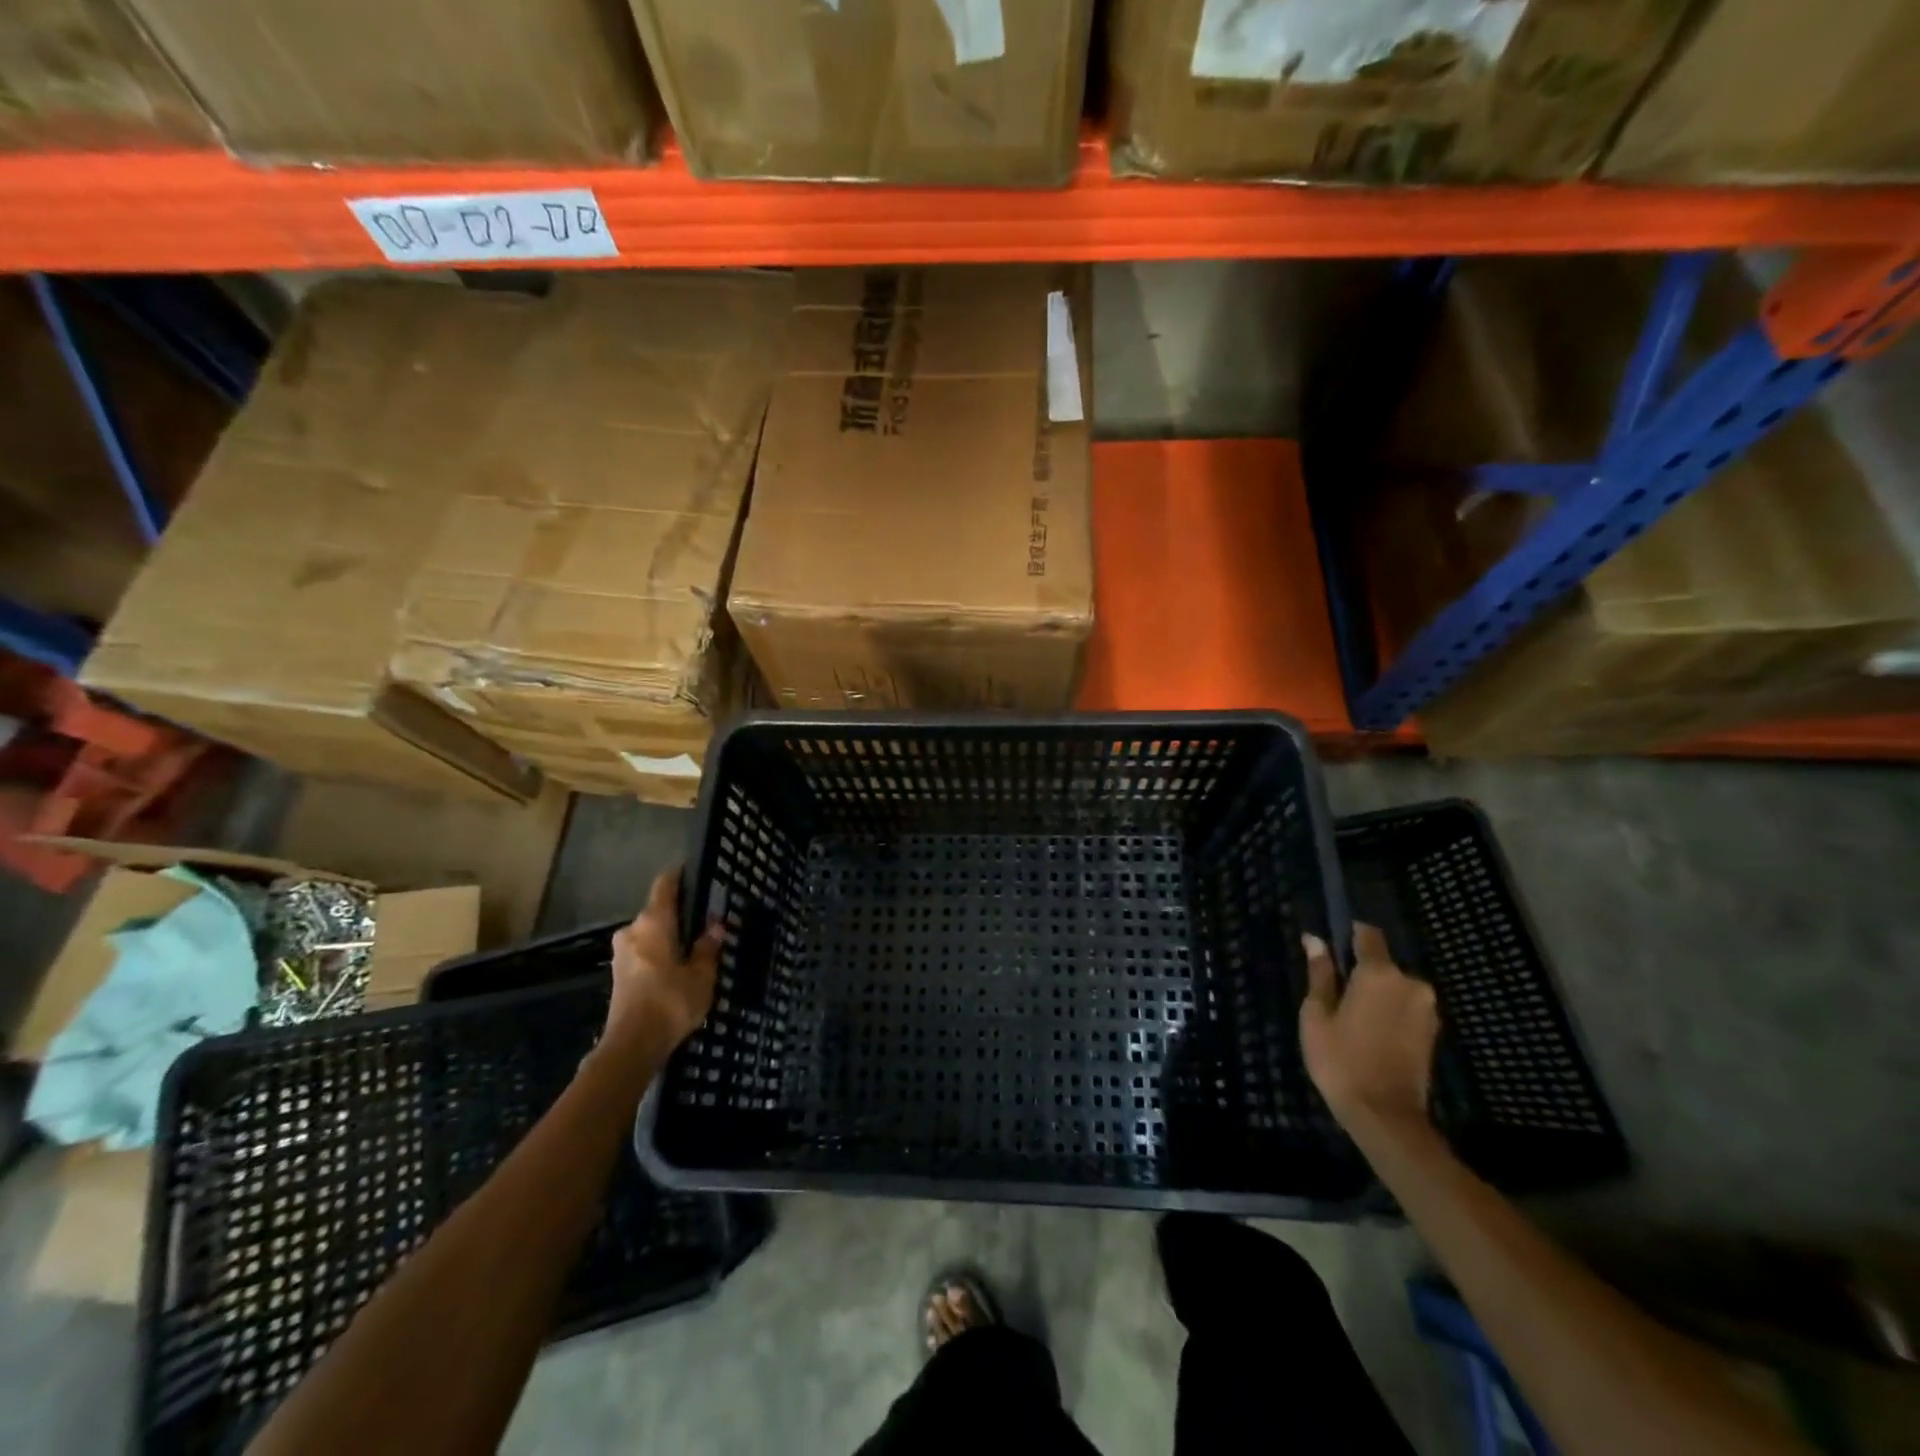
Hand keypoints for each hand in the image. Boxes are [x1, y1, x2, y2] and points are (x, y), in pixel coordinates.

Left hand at [604, 868, 722, 1050]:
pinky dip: (660, 953)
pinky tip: (677, 966)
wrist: (632, 1046)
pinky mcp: (619, 974)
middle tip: (705, 920)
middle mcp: (633, 930)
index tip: (695, 872)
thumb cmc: (671, 1001)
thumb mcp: (702, 974)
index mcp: (653, 922)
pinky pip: (644, 951)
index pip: (665, 885)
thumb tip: (715, 924)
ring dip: (669, 936)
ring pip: (650, 933)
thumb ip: (708, 946)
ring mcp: (622, 953)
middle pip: (658, 910)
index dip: (679, 876)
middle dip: (680, 913)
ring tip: (695, 946)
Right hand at [1300, 924, 1438, 1135]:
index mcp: (1379, 973)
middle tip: (1335, 993)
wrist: (1386, 1116)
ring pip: (1395, 987)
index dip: (1349, 933)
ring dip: (1376, 993)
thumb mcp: (1317, 1015)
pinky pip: (1406, 1007)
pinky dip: (1389, 1011)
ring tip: (1351, 1018)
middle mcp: (1410, 983)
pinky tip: (1370, 1032)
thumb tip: (1315, 940)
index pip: (1367, 934)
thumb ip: (1320, 974)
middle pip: (1382, 963)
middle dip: (1361, 971)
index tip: (1332, 943)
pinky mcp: (1433, 1031)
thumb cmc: (1341, 1060)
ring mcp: (1427, 1008)